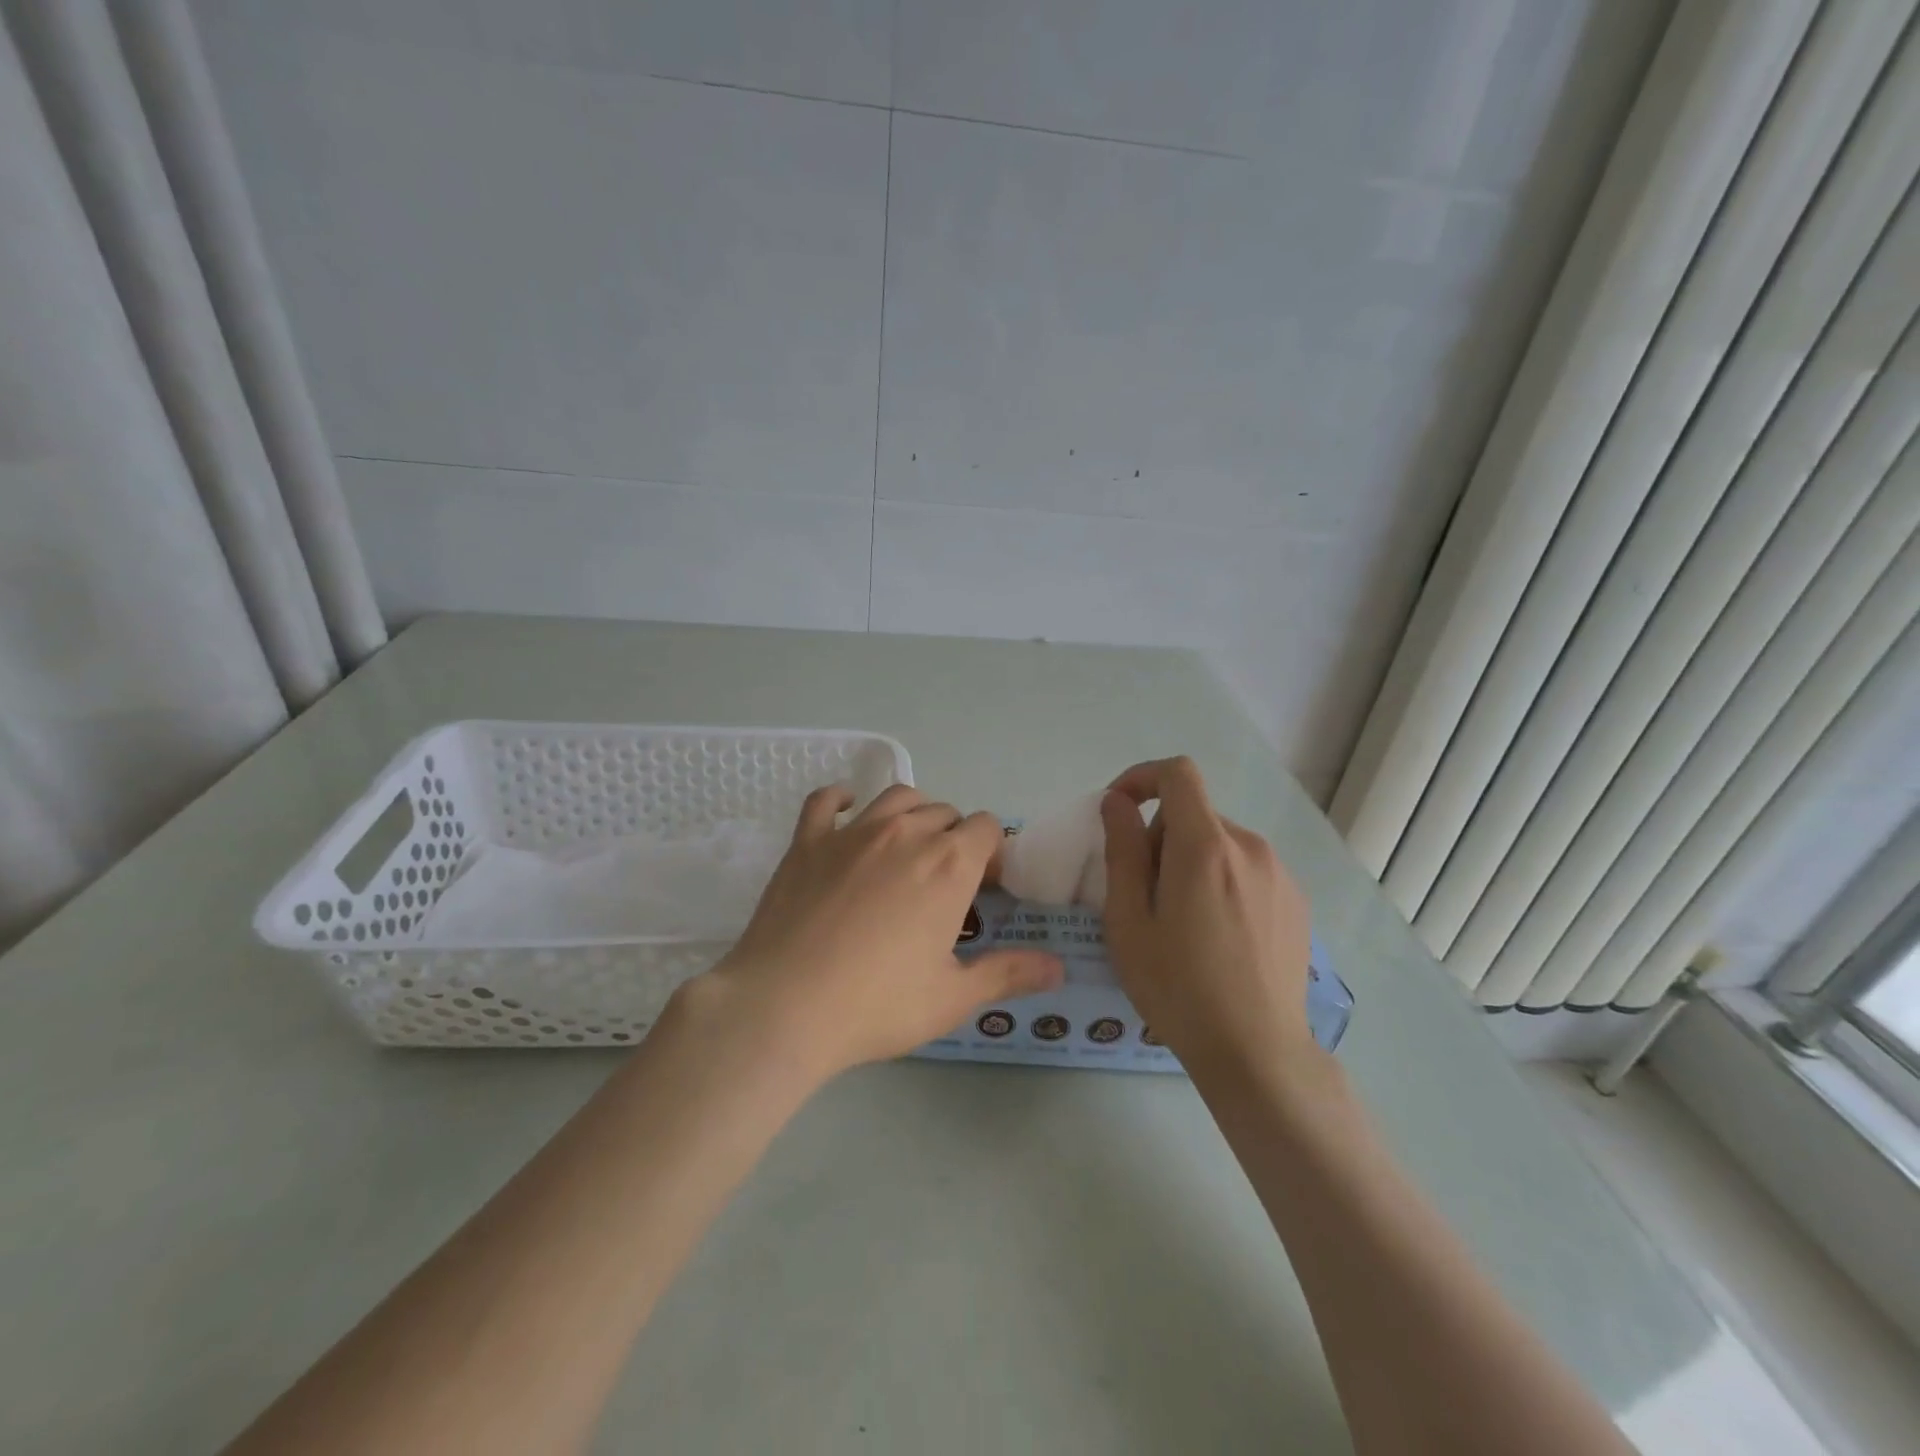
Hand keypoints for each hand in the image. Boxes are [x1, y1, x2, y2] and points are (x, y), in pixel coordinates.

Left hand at [690, 784, 1063, 1082]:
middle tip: (946, 880)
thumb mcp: (953, 997)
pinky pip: (827, 801)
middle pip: (946, 812)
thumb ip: (1008, 974)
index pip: (987, 828)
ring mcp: (853, 832)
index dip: (993, 852)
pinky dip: (842, 799)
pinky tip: (847, 809)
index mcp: (949, 864)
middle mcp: (907, 833)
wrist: (785, 1006)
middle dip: (956, 838)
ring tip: (910, 845)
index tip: (986, 886)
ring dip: (914, 813)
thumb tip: (1057, 967)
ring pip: (898, 798)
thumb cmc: (878, 1004)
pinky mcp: (808, 841)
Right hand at [1099, 757, 1315, 1080]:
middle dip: (1160, 838)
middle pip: (1194, 815)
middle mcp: (1249, 847)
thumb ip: (1122, 850)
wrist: (1256, 1051)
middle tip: (1143, 895)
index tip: (1119, 811)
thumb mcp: (1128, 920)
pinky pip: (1246, 869)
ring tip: (1181, 922)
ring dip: (1191, 861)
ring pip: (1220, 843)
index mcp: (1205, 846)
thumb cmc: (1178, 987)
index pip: (1177, 774)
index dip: (1142, 778)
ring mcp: (1279, 873)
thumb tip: (1117, 802)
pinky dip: (1221, 880)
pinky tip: (1218, 935)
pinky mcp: (1295, 900)